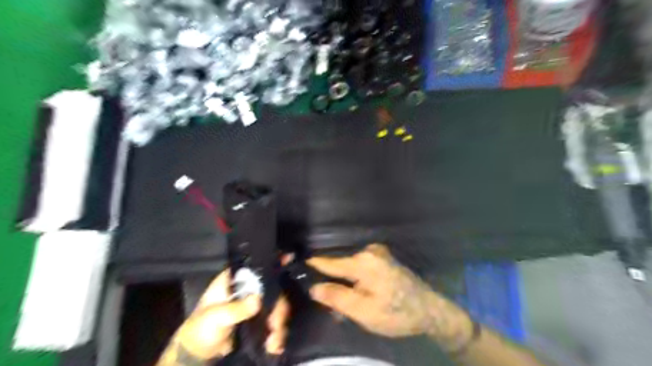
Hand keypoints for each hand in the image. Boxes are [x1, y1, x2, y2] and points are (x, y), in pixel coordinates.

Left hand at [159, 268, 287, 363]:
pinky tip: (275, 345)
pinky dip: (277, 332)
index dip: (272, 261)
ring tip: (274, 341)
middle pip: (273, 286)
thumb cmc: (202, 329)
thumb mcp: (215, 317)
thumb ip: (236, 309)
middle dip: (278, 305)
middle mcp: (248, 288)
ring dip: (279, 321)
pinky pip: (274, 320)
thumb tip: (257, 300)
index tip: (288, 259)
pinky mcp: (259, 319)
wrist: (199, 354)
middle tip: (276, 322)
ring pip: (276, 304)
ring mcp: (255, 303)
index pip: (256, 266)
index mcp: (234, 280)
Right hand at [308, 243, 472, 348]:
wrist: (430, 310)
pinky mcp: (384, 258)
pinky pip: (362, 267)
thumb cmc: (397, 312)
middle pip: (342, 266)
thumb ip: (337, 298)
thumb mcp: (364, 311)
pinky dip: (356, 279)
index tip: (298, 262)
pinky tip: (358, 294)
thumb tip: (314, 287)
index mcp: (364, 261)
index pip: (331, 263)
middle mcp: (370, 251)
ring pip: (351, 268)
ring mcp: (379, 253)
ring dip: (346, 282)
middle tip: (325, 299)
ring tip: (343, 301)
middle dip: (333, 281)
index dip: (314, 265)